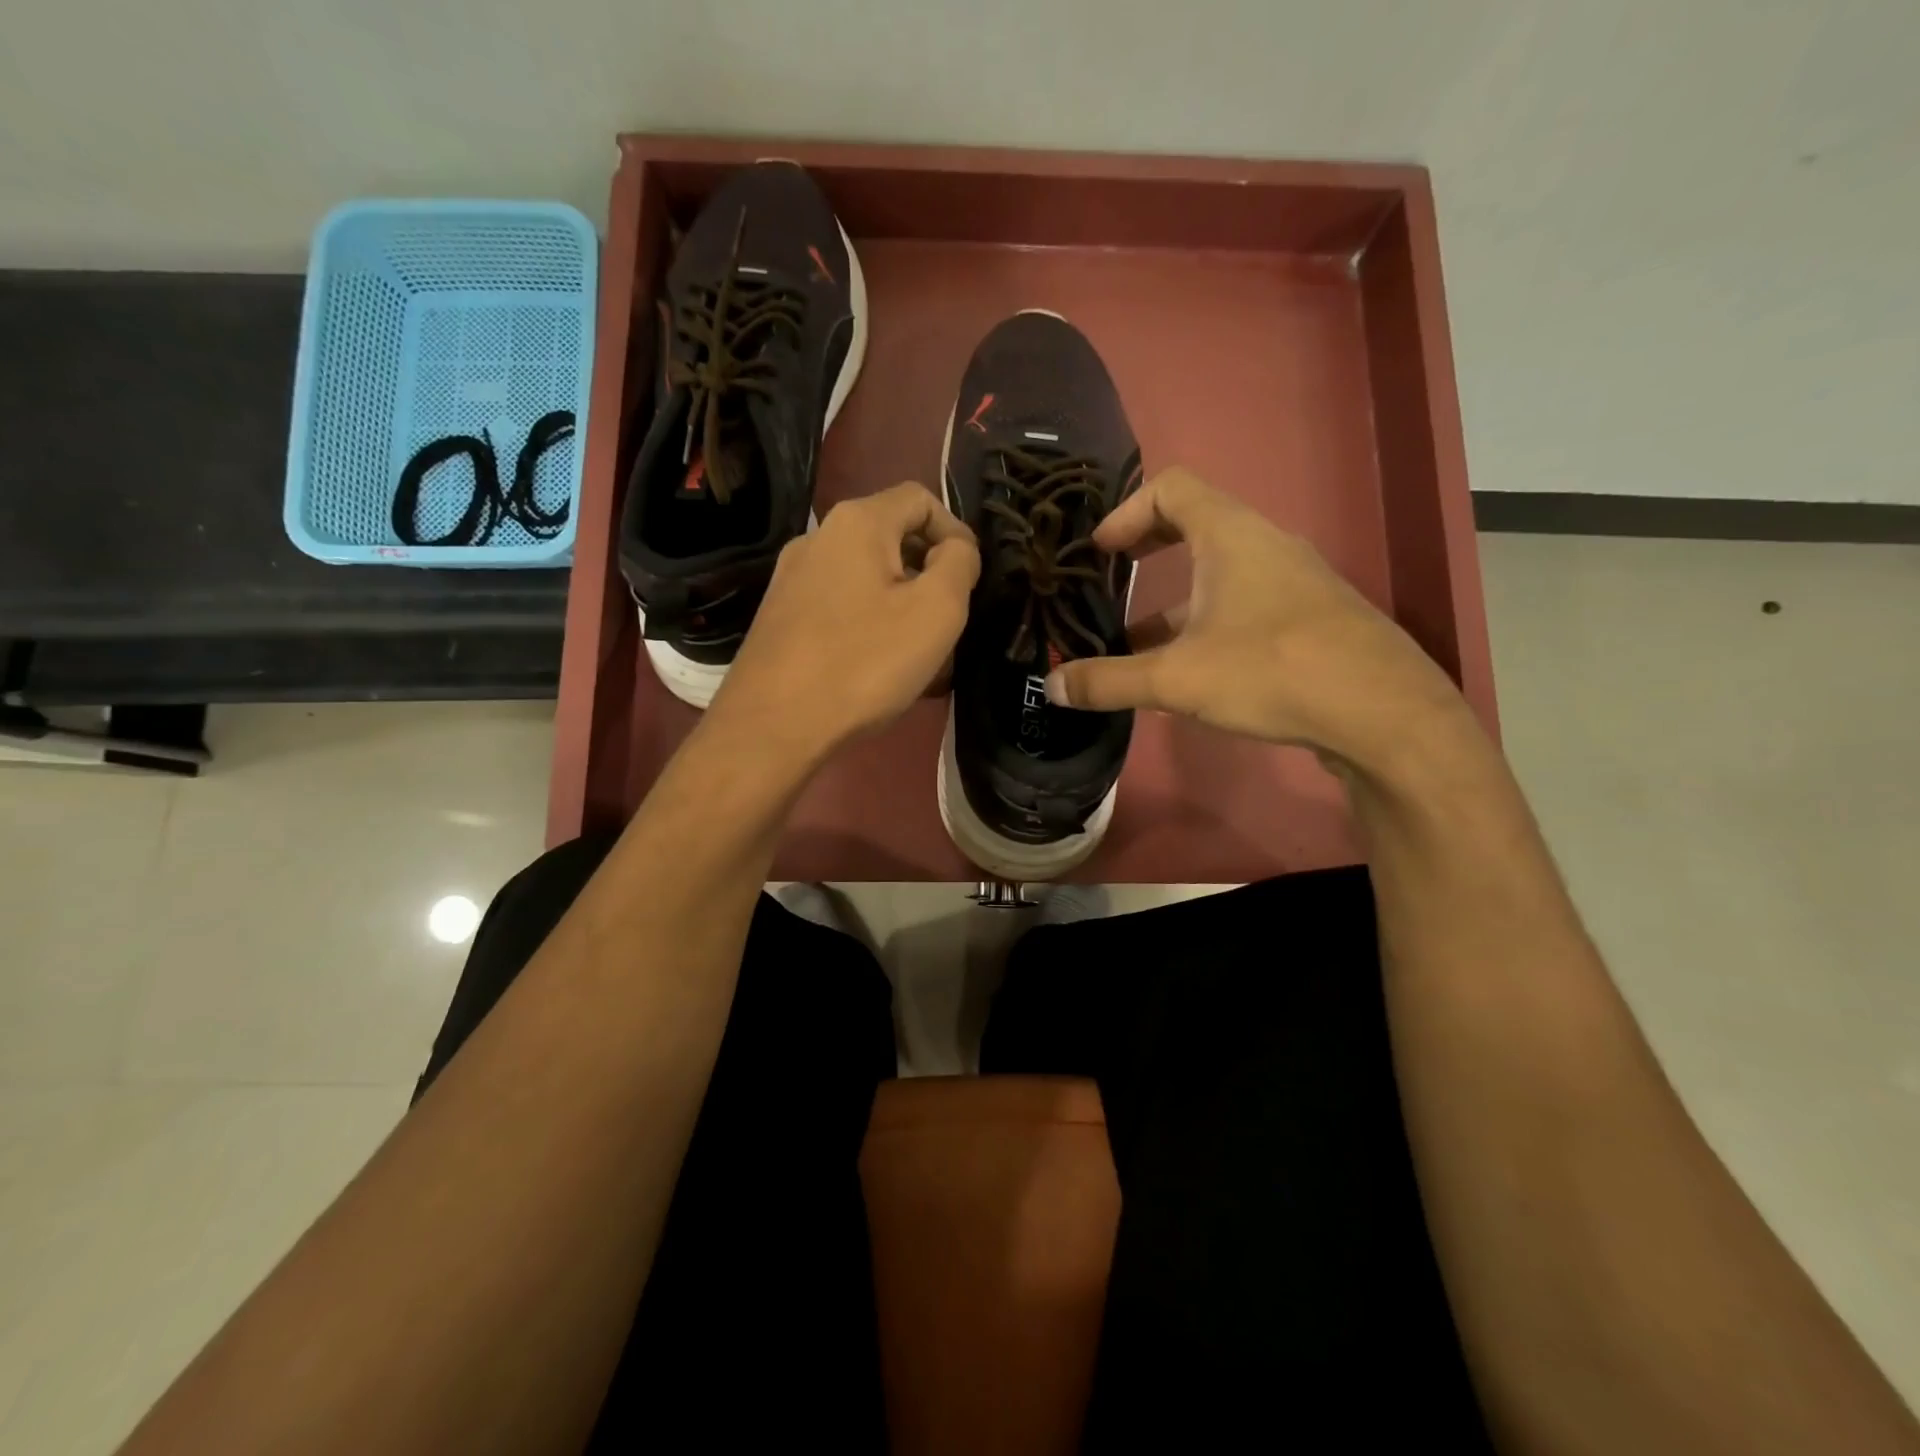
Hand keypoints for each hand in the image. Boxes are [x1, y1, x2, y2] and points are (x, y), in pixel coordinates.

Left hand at [710, 482, 978, 760]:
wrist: (773, 725)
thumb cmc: (865, 662)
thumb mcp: (937, 610)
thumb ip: (959, 564)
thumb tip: (954, 550)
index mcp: (857, 522)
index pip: (921, 499)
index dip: (956, 533)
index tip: (970, 582)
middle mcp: (817, 538)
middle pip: (891, 539)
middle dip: (929, 575)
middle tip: (948, 625)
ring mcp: (792, 579)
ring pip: (866, 579)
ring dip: (901, 607)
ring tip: (919, 656)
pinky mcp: (780, 616)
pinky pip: (841, 607)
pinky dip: (869, 625)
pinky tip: (878, 669)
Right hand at [1044, 468, 1468, 773]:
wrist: (1384, 714)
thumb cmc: (1273, 671)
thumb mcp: (1176, 678)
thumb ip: (1109, 681)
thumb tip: (1052, 686)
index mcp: (1231, 535)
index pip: (1172, 487)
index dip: (1126, 510)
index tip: (1098, 551)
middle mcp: (1265, 545)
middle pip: (1196, 522)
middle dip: (1146, 547)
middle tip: (1110, 577)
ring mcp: (1293, 582)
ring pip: (1220, 571)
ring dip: (1173, 596)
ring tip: (1134, 638)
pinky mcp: (1309, 619)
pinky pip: (1244, 602)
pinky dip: (1206, 620)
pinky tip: (1188, 669)